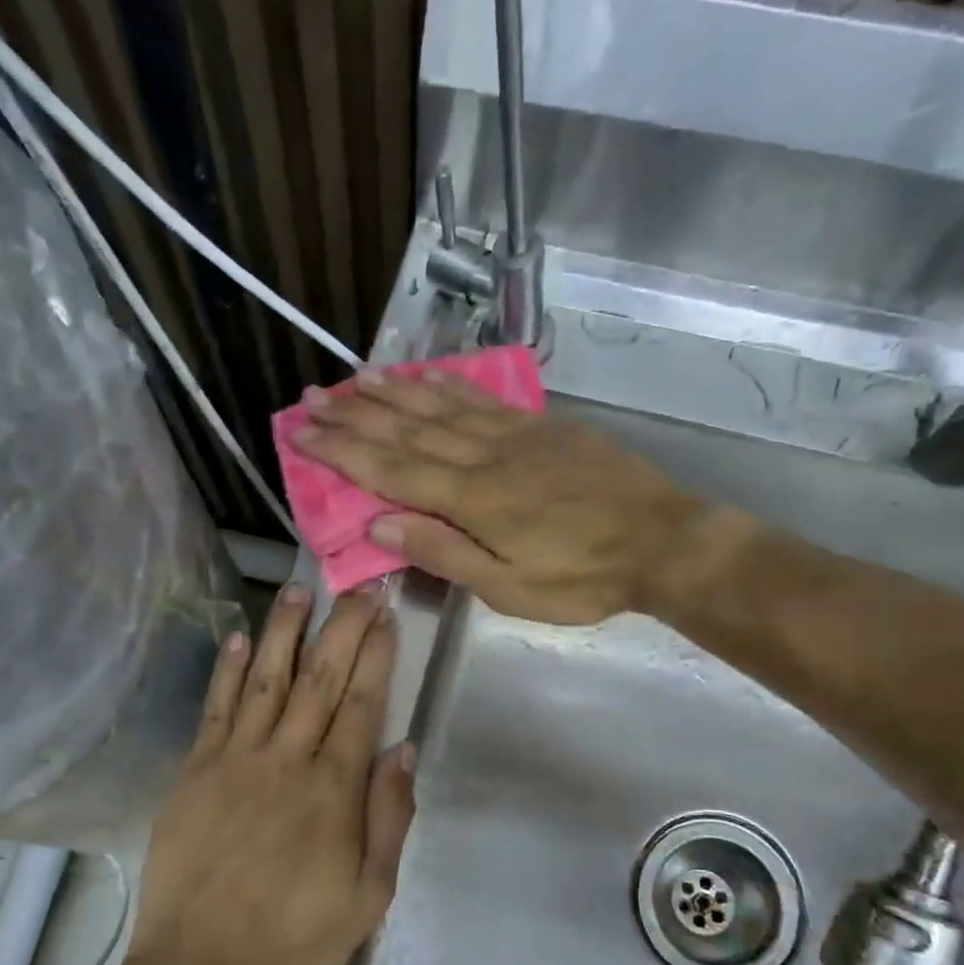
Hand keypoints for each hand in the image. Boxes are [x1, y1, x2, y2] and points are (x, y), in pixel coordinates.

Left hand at [127, 587, 415, 964]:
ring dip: (286, 631)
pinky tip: (240, 635)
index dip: (376, 655)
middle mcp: (287, 759)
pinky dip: (228, 669)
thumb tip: (403, 748)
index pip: (362, 704)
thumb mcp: (370, 895)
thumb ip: (390, 817)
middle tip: (358, 587)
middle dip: (343, 628)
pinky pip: (215, 708)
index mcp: (333, 788)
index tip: (387, 616)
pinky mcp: (195, 769)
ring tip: (299, 589)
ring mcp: (236, 759)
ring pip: (267, 680)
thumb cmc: (294, 935)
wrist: (201, 964)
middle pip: (320, 679)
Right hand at [293, 372, 697, 623]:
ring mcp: (514, 436)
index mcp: (471, 500)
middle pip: (407, 430)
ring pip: (441, 407)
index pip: (390, 470)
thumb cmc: (582, 578)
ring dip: (393, 393)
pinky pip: (483, 399)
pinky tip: (427, 376)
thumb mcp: (508, 588)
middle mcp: (483, 456)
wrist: (662, 541)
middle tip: (311, 399)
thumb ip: (443, 553)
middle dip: (354, 415)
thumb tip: (378, 527)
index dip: (341, 451)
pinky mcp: (541, 427)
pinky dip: (448, 385)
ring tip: (355, 378)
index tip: (301, 433)